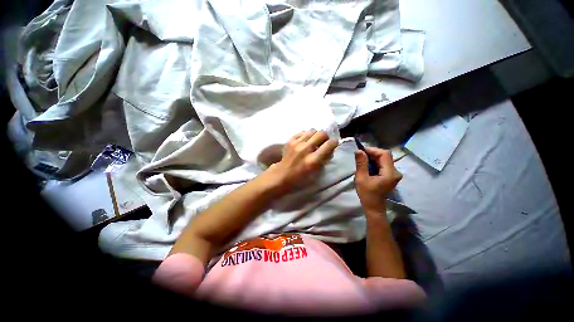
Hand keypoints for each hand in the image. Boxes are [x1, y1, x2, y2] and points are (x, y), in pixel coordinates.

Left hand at [265, 130, 337, 192]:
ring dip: (316, 135)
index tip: (333, 144)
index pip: (329, 144)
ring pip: (312, 130)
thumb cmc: (301, 177)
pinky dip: (306, 135)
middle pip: (321, 133)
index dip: (334, 142)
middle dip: (325, 137)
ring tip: (314, 141)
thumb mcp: (316, 172)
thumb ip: (325, 158)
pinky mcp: (290, 141)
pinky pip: (302, 132)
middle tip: (323, 142)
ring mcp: (296, 144)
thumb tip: (330, 147)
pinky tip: (305, 141)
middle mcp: (305, 149)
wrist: (282, 175)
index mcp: (313, 160)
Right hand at [354, 147, 402, 213]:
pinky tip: (367, 166)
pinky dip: (374, 163)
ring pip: (384, 160)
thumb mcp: (361, 178)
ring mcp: (394, 174)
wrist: (374, 207)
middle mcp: (395, 172)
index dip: (373, 150)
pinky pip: (383, 165)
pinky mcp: (390, 176)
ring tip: (361, 161)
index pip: (385, 154)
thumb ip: (361, 164)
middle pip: (385, 156)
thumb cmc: (367, 194)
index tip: (361, 151)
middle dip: (372, 154)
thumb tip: (359, 151)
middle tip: (360, 155)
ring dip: (372, 158)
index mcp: (390, 173)